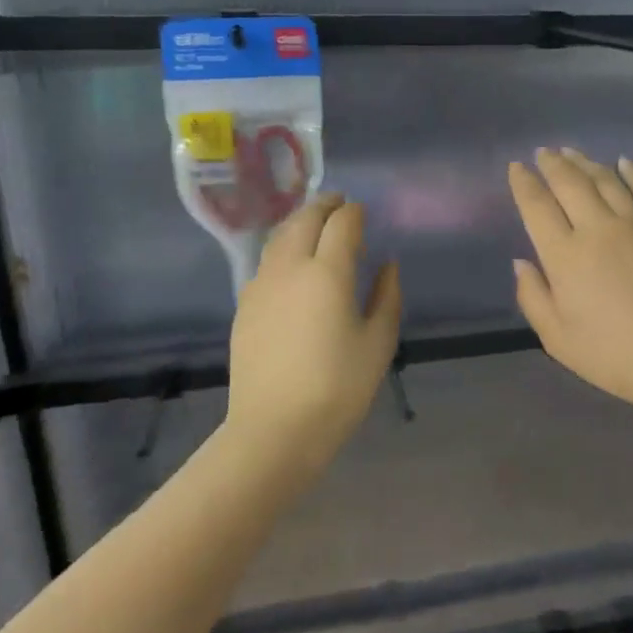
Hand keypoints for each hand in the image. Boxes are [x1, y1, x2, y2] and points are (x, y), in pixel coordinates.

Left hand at [226, 194, 402, 455]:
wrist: (275, 429)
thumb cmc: (338, 388)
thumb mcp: (378, 343)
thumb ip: (387, 296)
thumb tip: (386, 265)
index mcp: (327, 273)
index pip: (342, 223)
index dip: (355, 212)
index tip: (364, 212)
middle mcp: (290, 268)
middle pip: (304, 219)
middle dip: (324, 205)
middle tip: (340, 203)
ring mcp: (262, 285)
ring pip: (279, 237)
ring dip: (300, 222)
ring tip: (315, 225)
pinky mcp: (245, 305)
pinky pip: (266, 262)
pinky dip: (282, 249)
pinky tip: (292, 265)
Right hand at [508, 149, 632, 419]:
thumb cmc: (617, 356)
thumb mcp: (559, 340)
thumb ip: (534, 297)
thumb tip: (521, 262)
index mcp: (566, 256)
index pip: (537, 207)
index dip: (524, 183)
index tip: (516, 168)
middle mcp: (598, 228)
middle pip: (570, 183)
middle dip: (552, 164)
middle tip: (544, 152)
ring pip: (606, 179)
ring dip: (585, 162)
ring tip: (572, 152)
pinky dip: (632, 171)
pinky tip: (624, 162)